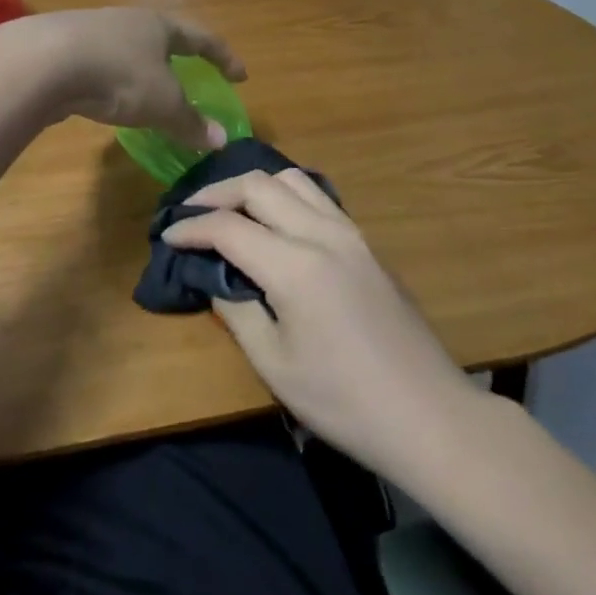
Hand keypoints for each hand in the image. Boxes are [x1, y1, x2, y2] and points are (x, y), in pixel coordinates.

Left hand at [11, 9, 244, 150]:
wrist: (41, 62)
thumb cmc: (118, 75)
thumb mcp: (162, 104)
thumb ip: (191, 122)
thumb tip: (222, 140)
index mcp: (159, 26)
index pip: (202, 39)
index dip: (224, 58)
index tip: (241, 76)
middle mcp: (127, 21)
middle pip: (161, 37)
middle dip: (177, 58)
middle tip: (191, 76)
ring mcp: (90, 30)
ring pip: (126, 49)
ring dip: (141, 69)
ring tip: (146, 91)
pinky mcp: (61, 48)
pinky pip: (98, 64)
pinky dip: (111, 80)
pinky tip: (104, 98)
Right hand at [162, 170, 469, 476]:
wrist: (428, 415)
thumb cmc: (344, 401)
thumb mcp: (274, 364)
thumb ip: (236, 311)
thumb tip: (215, 279)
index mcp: (295, 265)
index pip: (228, 226)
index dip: (191, 227)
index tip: (167, 235)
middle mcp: (322, 234)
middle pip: (260, 186)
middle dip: (218, 192)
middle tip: (191, 213)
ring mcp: (351, 234)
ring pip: (293, 180)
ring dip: (254, 186)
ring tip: (230, 209)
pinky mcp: (367, 244)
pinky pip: (318, 198)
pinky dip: (286, 195)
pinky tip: (275, 221)